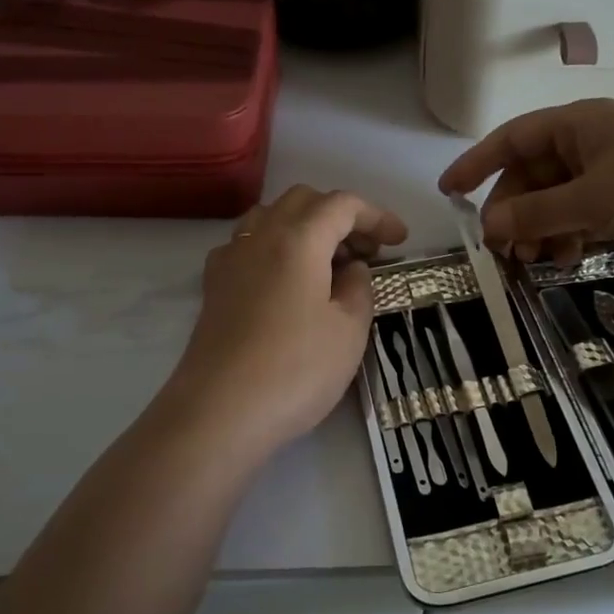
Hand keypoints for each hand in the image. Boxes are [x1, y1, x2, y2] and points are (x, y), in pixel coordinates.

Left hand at [167, 186, 407, 460]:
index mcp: (299, 239)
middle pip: (304, 201)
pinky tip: (286, 280)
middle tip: (367, 251)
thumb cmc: (296, 369)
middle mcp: (260, 237)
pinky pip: (248, 245)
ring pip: (271, 217)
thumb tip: (352, 269)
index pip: (342, 205)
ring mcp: (231, 259)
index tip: (400, 240)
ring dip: (305, 227)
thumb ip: (359, 287)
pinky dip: (275, 247)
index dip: (376, 216)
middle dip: (340, 216)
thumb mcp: (349, 330)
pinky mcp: (214, 287)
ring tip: (328, 262)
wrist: (220, 413)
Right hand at [439, 99, 613, 270]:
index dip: (478, 163)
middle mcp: (591, 143)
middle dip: (514, 210)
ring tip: (536, 261)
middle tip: (503, 250)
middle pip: (533, 175)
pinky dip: (569, 237)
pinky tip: (566, 259)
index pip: (513, 138)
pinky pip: (582, 216)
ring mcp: (612, 173)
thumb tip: (489, 226)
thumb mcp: (594, 199)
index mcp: (579, 124)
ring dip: (540, 229)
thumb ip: (537, 212)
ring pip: (557, 200)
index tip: (449, 192)